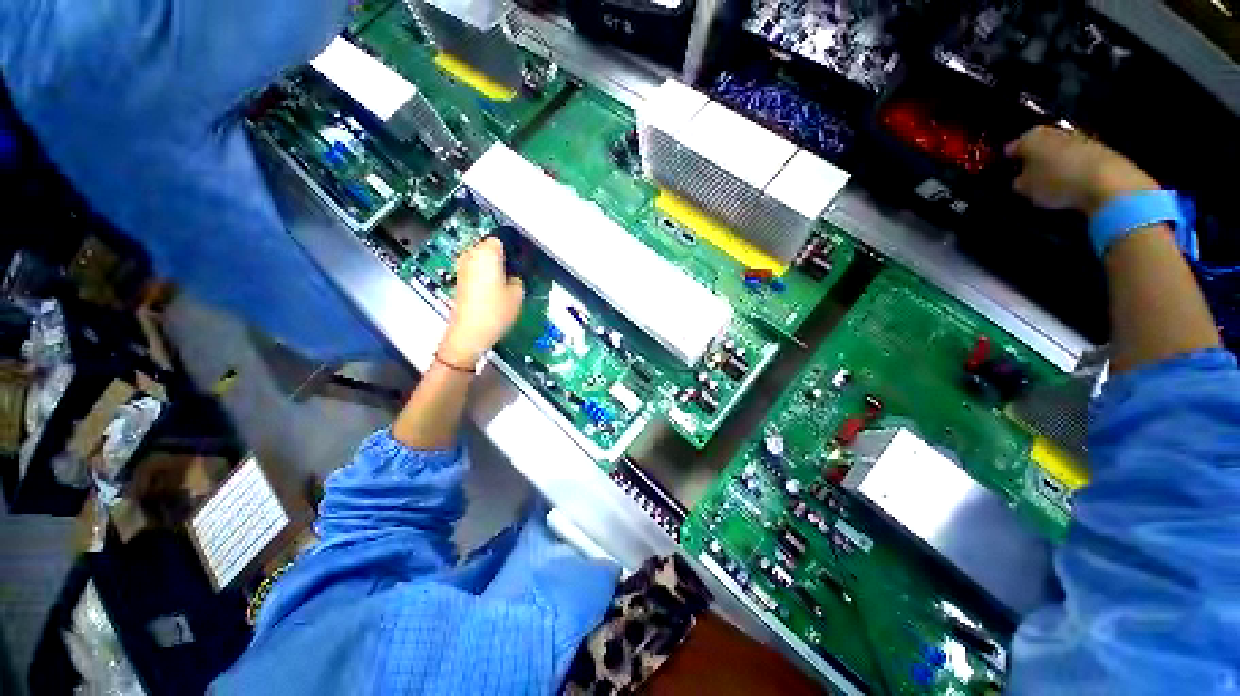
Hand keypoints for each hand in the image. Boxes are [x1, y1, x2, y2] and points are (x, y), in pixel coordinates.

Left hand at [438, 237, 524, 366]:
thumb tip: (513, 276)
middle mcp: (471, 256)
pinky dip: (483, 276)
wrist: (469, 333)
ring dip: (491, 267)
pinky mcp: (459, 281)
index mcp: (487, 253)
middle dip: (500, 257)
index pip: (500, 239)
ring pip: (480, 259)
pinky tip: (493, 291)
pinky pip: (474, 270)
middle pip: (487, 248)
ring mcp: (462, 268)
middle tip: (514, 272)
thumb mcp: (518, 295)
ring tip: (504, 283)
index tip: (519, 261)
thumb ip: (517, 279)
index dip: (511, 249)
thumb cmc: (496, 311)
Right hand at [1005, 126, 1160, 215]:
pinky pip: (1076, 158)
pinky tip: (1068, 181)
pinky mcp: (1099, 149)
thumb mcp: (1026, 188)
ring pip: (1058, 149)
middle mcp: (1053, 131)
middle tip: (1026, 175)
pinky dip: (1070, 167)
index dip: (1008, 160)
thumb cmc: (1057, 182)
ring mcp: (1079, 138)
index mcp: (1030, 137)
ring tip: (1048, 180)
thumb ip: (1019, 181)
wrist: (1108, 181)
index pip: (1012, 147)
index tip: (1006, 171)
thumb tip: (1019, 179)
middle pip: (1038, 144)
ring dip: (1053, 161)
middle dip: (1033, 157)